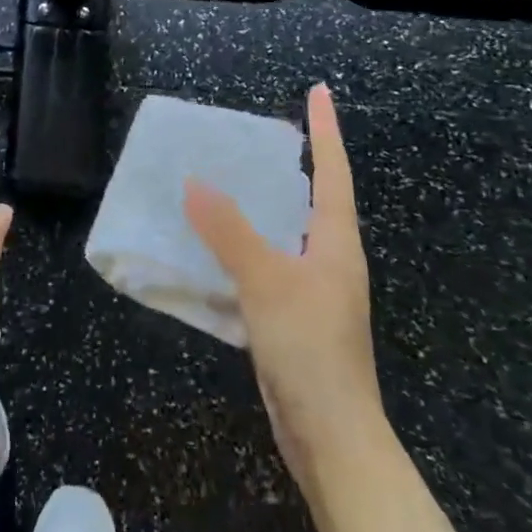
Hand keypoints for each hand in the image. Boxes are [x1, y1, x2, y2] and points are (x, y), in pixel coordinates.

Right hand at [185, 84, 385, 494]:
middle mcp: (330, 260)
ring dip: (261, 206)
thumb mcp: (266, 282)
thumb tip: (194, 183)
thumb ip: (229, 231)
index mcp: (337, 243)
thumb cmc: (310, 350)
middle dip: (291, 163)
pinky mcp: (295, 319)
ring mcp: (314, 291)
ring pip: (285, 233)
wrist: (332, 441)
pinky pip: (267, 265)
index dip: (326, 129)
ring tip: (227, 181)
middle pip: (312, 198)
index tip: (320, 90)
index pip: (333, 171)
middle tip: (256, 134)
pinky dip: (243, 247)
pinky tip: (214, 248)